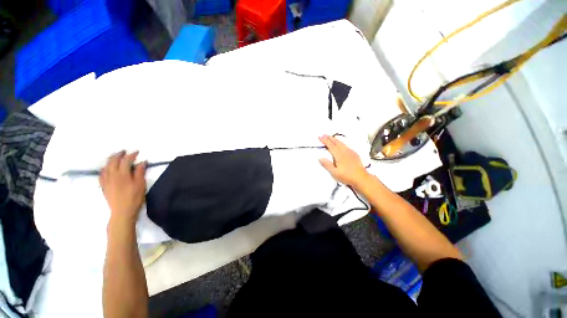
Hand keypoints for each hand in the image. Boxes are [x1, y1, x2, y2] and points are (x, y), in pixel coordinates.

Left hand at [99, 151, 146, 225]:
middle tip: (124, 151)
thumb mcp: (141, 184)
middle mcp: (112, 175)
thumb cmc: (134, 197)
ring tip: (115, 157)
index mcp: (122, 174)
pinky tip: (106, 168)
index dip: (131, 155)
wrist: (122, 212)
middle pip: (113, 161)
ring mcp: (106, 181)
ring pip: (106, 166)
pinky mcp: (104, 186)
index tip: (137, 152)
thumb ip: (140, 172)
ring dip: (111, 160)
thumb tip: (142, 162)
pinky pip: (101, 174)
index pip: (126, 161)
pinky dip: (104, 168)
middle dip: (119, 155)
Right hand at [319, 135, 368, 186]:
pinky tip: (341, 145)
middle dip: (330, 138)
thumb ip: (327, 164)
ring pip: (342, 143)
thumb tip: (320, 158)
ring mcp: (351, 152)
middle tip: (324, 135)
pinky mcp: (354, 154)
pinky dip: (341, 143)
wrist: (361, 178)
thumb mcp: (334, 172)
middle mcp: (345, 151)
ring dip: (335, 139)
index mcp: (339, 155)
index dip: (325, 141)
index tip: (320, 137)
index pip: (331, 145)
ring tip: (331, 138)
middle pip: (336, 142)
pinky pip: (346, 145)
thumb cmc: (347, 176)